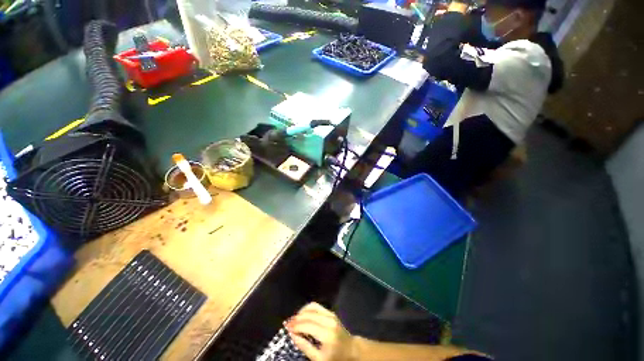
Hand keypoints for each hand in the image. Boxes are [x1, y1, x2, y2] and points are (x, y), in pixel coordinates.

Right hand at [285, 302, 356, 360]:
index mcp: (327, 334)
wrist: (351, 349)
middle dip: (297, 318)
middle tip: (287, 323)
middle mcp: (329, 321)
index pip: (307, 325)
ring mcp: (331, 314)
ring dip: (301, 312)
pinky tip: (303, 314)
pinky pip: (317, 306)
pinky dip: (308, 308)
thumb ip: (305, 347)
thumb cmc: (335, 357)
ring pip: (312, 307)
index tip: (286, 328)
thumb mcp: (319, 359)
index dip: (296, 326)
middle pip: (309, 315)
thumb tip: (293, 335)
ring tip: (294, 319)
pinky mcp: (331, 312)